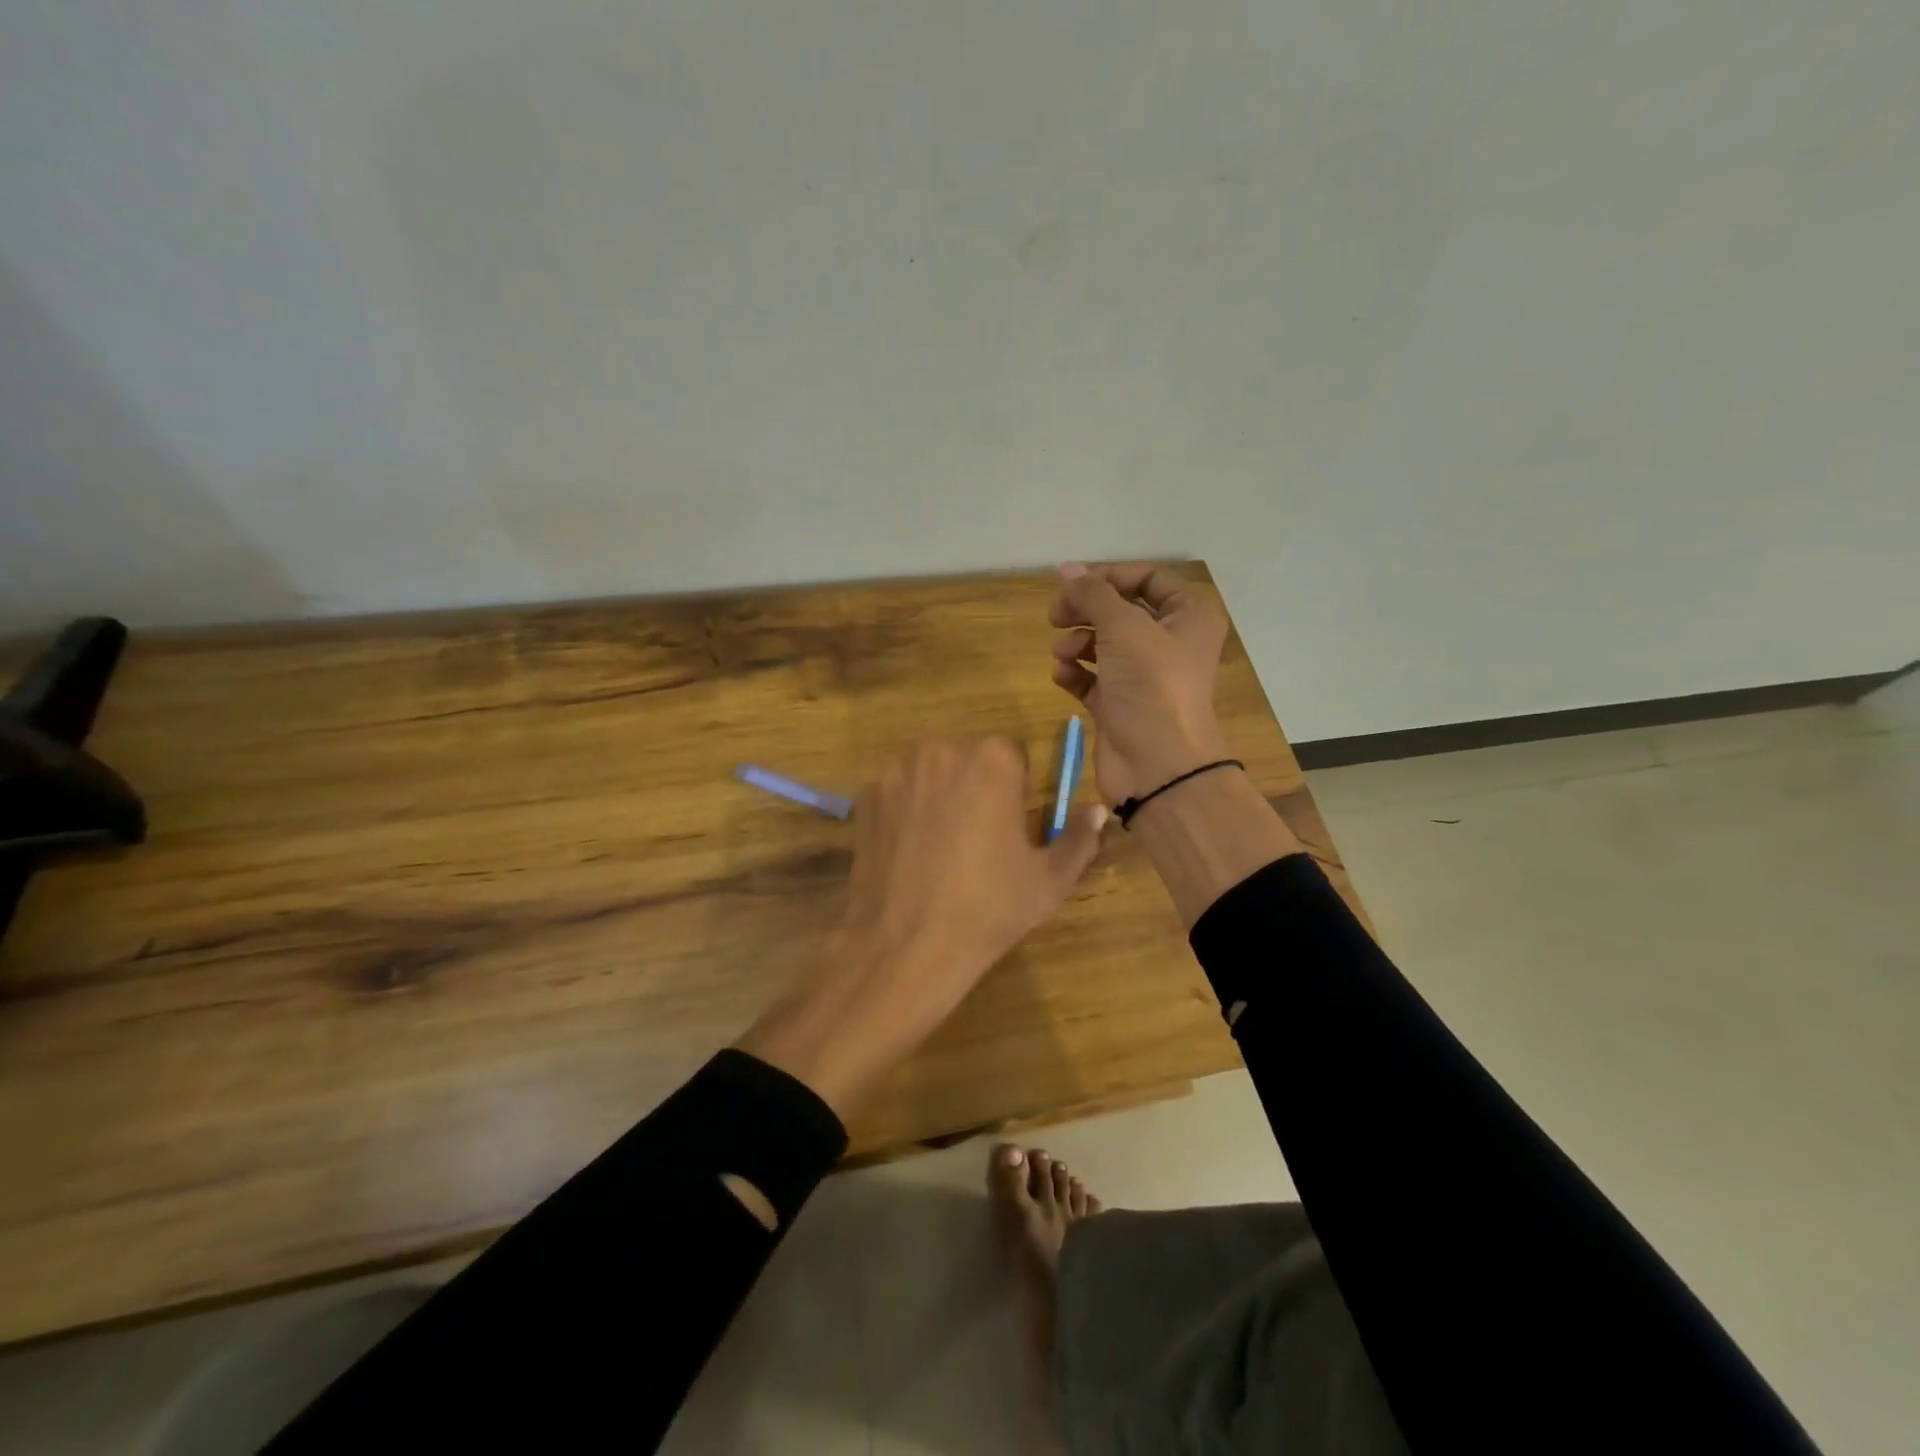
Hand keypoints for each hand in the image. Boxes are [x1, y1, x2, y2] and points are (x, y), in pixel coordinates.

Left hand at [737, 737, 1106, 1115]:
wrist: (905, 946)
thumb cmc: (988, 909)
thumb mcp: (1049, 880)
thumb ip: (1080, 837)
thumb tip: (1097, 810)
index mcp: (992, 759)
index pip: (1014, 756)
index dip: (1018, 791)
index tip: (1012, 828)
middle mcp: (940, 750)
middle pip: (969, 758)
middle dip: (978, 787)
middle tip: (979, 840)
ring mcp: (895, 771)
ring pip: (931, 772)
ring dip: (942, 795)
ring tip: (941, 849)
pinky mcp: (864, 796)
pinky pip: (898, 792)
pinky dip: (906, 810)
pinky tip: (909, 854)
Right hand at [1048, 562, 1232, 805]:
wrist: (1157, 765)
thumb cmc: (1151, 684)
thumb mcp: (1123, 627)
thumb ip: (1093, 594)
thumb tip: (1068, 569)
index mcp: (1189, 617)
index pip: (1149, 579)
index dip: (1110, 575)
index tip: (1073, 582)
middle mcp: (1171, 643)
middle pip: (1122, 611)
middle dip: (1087, 610)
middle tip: (1055, 615)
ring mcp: (1145, 677)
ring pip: (1105, 645)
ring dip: (1077, 642)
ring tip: (1061, 652)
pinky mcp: (1122, 705)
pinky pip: (1094, 678)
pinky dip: (1076, 673)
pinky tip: (1062, 675)